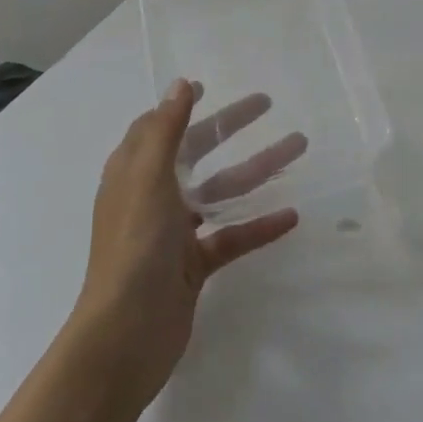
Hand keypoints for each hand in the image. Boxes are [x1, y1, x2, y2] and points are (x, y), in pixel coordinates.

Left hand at [72, 80, 300, 405]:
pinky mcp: (193, 266)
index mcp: (134, 173)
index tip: (207, 87)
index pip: (156, 128)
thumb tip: (179, 85)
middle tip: (266, 104)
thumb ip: (166, 130)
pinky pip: (231, 237)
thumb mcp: (148, 178)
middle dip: (229, 128)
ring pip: (220, 192)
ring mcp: (173, 233)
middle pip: (196, 152)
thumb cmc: (134, 246)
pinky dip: (258, 226)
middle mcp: (153, 197)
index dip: (179, 107)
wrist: (125, 336)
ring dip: (257, 169)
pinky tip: (290, 216)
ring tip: (297, 147)